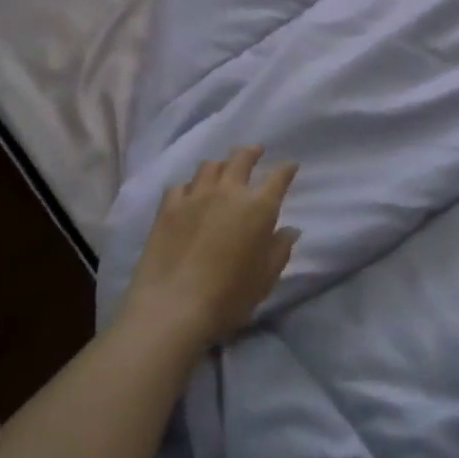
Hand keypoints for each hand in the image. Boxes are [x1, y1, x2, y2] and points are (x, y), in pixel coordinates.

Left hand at [121, 145, 300, 356]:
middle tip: (256, 150)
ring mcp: (195, 196)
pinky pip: (180, 185)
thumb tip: (290, 230)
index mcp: (259, 207)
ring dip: (220, 164)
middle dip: (251, 151)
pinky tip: (189, 193)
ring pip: (209, 166)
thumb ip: (280, 250)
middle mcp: (228, 192)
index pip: (279, 177)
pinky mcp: (168, 208)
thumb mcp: (265, 278)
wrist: (173, 307)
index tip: (290, 166)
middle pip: (241, 158)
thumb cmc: (229, 296)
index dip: (286, 169)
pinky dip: (189, 186)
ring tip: (222, 167)